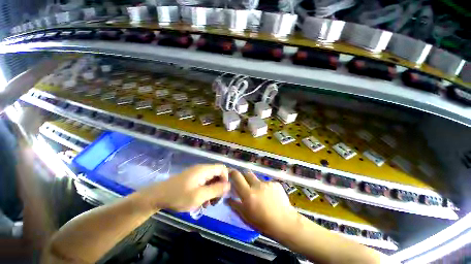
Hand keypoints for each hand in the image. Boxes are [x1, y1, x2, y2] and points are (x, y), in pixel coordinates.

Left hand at [138, 164, 229, 211]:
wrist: (157, 197)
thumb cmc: (178, 196)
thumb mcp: (199, 196)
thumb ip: (216, 190)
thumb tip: (229, 185)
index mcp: (204, 170)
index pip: (222, 168)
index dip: (226, 179)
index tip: (223, 192)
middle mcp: (202, 169)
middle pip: (217, 174)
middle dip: (219, 187)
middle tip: (215, 202)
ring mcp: (196, 174)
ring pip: (211, 180)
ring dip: (212, 191)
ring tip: (208, 204)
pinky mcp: (192, 179)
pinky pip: (204, 183)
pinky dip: (206, 191)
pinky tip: (201, 201)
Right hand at [227, 170, 298, 238]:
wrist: (285, 223)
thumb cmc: (263, 223)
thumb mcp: (246, 217)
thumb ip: (235, 205)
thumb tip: (227, 199)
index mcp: (248, 193)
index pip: (237, 176)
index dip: (233, 172)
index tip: (231, 173)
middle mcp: (257, 185)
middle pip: (247, 173)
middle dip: (244, 176)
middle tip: (246, 184)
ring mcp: (267, 183)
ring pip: (257, 179)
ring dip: (256, 184)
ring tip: (261, 195)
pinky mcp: (275, 183)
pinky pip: (267, 183)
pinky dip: (266, 187)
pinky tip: (271, 196)